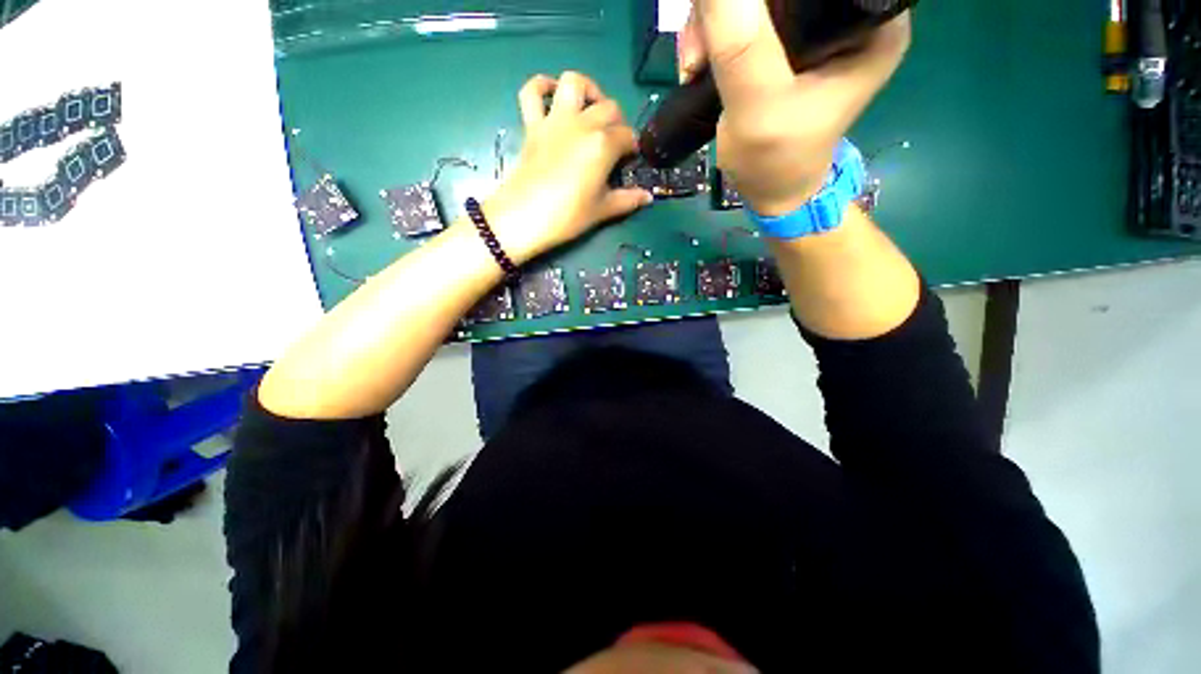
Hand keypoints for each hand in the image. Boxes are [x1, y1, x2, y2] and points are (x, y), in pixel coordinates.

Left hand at [481, 72, 653, 263]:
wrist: (524, 218)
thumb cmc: (567, 217)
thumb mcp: (602, 211)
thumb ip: (628, 200)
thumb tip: (648, 197)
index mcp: (603, 144)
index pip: (628, 137)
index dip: (633, 149)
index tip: (629, 164)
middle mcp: (582, 124)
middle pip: (609, 107)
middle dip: (618, 123)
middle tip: (614, 145)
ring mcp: (554, 121)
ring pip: (573, 83)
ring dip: (587, 90)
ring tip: (591, 110)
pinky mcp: (532, 125)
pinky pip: (531, 92)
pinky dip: (541, 87)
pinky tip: (551, 95)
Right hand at [677, 1, 910, 216]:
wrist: (770, 191)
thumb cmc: (775, 160)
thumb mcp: (758, 106)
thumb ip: (740, 43)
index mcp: (870, 20)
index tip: (722, 21)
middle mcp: (849, 12)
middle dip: (728, 9)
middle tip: (699, 54)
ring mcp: (816, 26)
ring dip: (713, 23)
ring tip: (694, 65)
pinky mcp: (789, 40)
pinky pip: (745, 15)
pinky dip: (714, 33)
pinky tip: (700, 63)